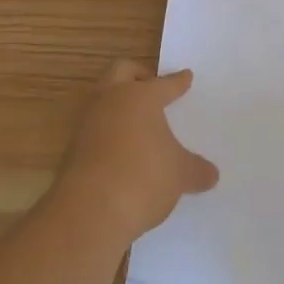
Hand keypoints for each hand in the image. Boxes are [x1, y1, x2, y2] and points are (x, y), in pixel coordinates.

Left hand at [55, 61, 219, 241]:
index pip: (164, 83)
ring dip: (118, 105)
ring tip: (137, 122)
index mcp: (141, 96)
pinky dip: (108, 133)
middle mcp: (111, 100)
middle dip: (138, 76)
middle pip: (122, 71)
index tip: (186, 77)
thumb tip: (211, 174)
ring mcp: (87, 123)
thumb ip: (196, 170)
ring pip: (103, 99)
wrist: (89, 212)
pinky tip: (121, 151)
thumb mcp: (179, 175)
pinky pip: (94, 129)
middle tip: (152, 87)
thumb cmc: (143, 177)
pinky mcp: (72, 149)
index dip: (178, 82)